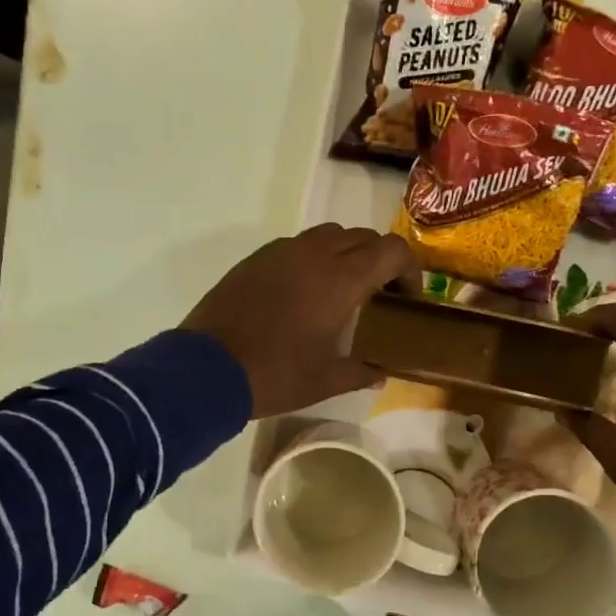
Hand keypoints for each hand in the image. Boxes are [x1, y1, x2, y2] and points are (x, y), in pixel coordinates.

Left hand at [183, 225, 420, 417]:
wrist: (207, 369)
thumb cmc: (276, 375)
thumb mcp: (326, 381)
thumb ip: (361, 372)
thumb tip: (380, 374)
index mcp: (341, 279)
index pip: (392, 250)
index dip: (409, 268)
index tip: (408, 297)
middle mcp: (315, 254)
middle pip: (363, 237)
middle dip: (380, 259)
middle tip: (380, 294)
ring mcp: (281, 252)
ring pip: (328, 235)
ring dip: (347, 253)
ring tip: (343, 288)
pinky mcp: (256, 259)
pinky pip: (297, 245)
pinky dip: (314, 257)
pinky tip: (305, 290)